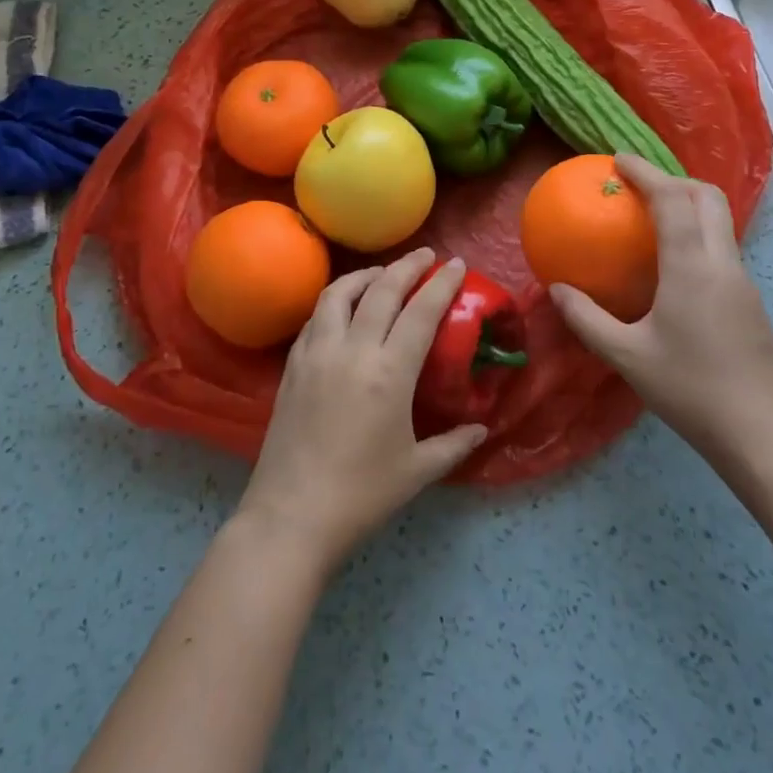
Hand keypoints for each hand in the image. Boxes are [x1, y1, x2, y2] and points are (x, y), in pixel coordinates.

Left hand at [234, 248, 488, 575]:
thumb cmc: (361, 495)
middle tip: (426, 256)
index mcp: (389, 373)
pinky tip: (344, 309)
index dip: (442, 283)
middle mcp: (353, 350)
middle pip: (382, 289)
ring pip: (340, 293)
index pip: (421, 311)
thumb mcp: (417, 472)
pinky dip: (335, 301)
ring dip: (366, 275)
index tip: (456, 263)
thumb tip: (481, 429)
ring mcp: (317, 353)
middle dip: (407, 266)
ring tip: (382, 275)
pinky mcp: (293, 364)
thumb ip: (454, 444)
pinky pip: (316, 317)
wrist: (291, 516)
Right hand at [551, 154, 772, 455]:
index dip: (645, 172)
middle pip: (706, 196)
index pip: (672, 198)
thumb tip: (555, 290)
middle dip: (673, 178)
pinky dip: (696, 232)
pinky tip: (673, 263)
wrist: (761, 433)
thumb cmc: (689, 389)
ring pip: (720, 220)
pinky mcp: (750, 299)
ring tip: (652, 216)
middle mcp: (722, 262)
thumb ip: (587, 319)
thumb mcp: (626, 356)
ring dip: (688, 204)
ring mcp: (742, 280)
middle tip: (637, 186)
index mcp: (692, 267)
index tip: (617, 160)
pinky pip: (721, 245)